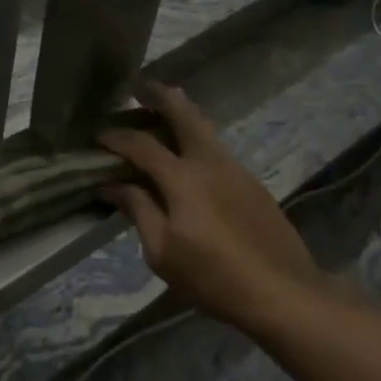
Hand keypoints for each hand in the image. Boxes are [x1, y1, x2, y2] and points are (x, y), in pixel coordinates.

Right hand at [99, 85, 322, 334]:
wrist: (283, 293)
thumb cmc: (213, 277)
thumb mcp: (162, 252)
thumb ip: (138, 210)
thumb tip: (113, 185)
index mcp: (182, 178)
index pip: (141, 145)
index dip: (116, 137)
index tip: (97, 135)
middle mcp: (209, 162)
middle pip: (184, 115)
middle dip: (160, 97)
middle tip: (140, 87)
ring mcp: (236, 169)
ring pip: (205, 128)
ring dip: (182, 114)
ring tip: (165, 110)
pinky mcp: (252, 183)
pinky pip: (217, 148)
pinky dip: (197, 138)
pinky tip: (190, 154)